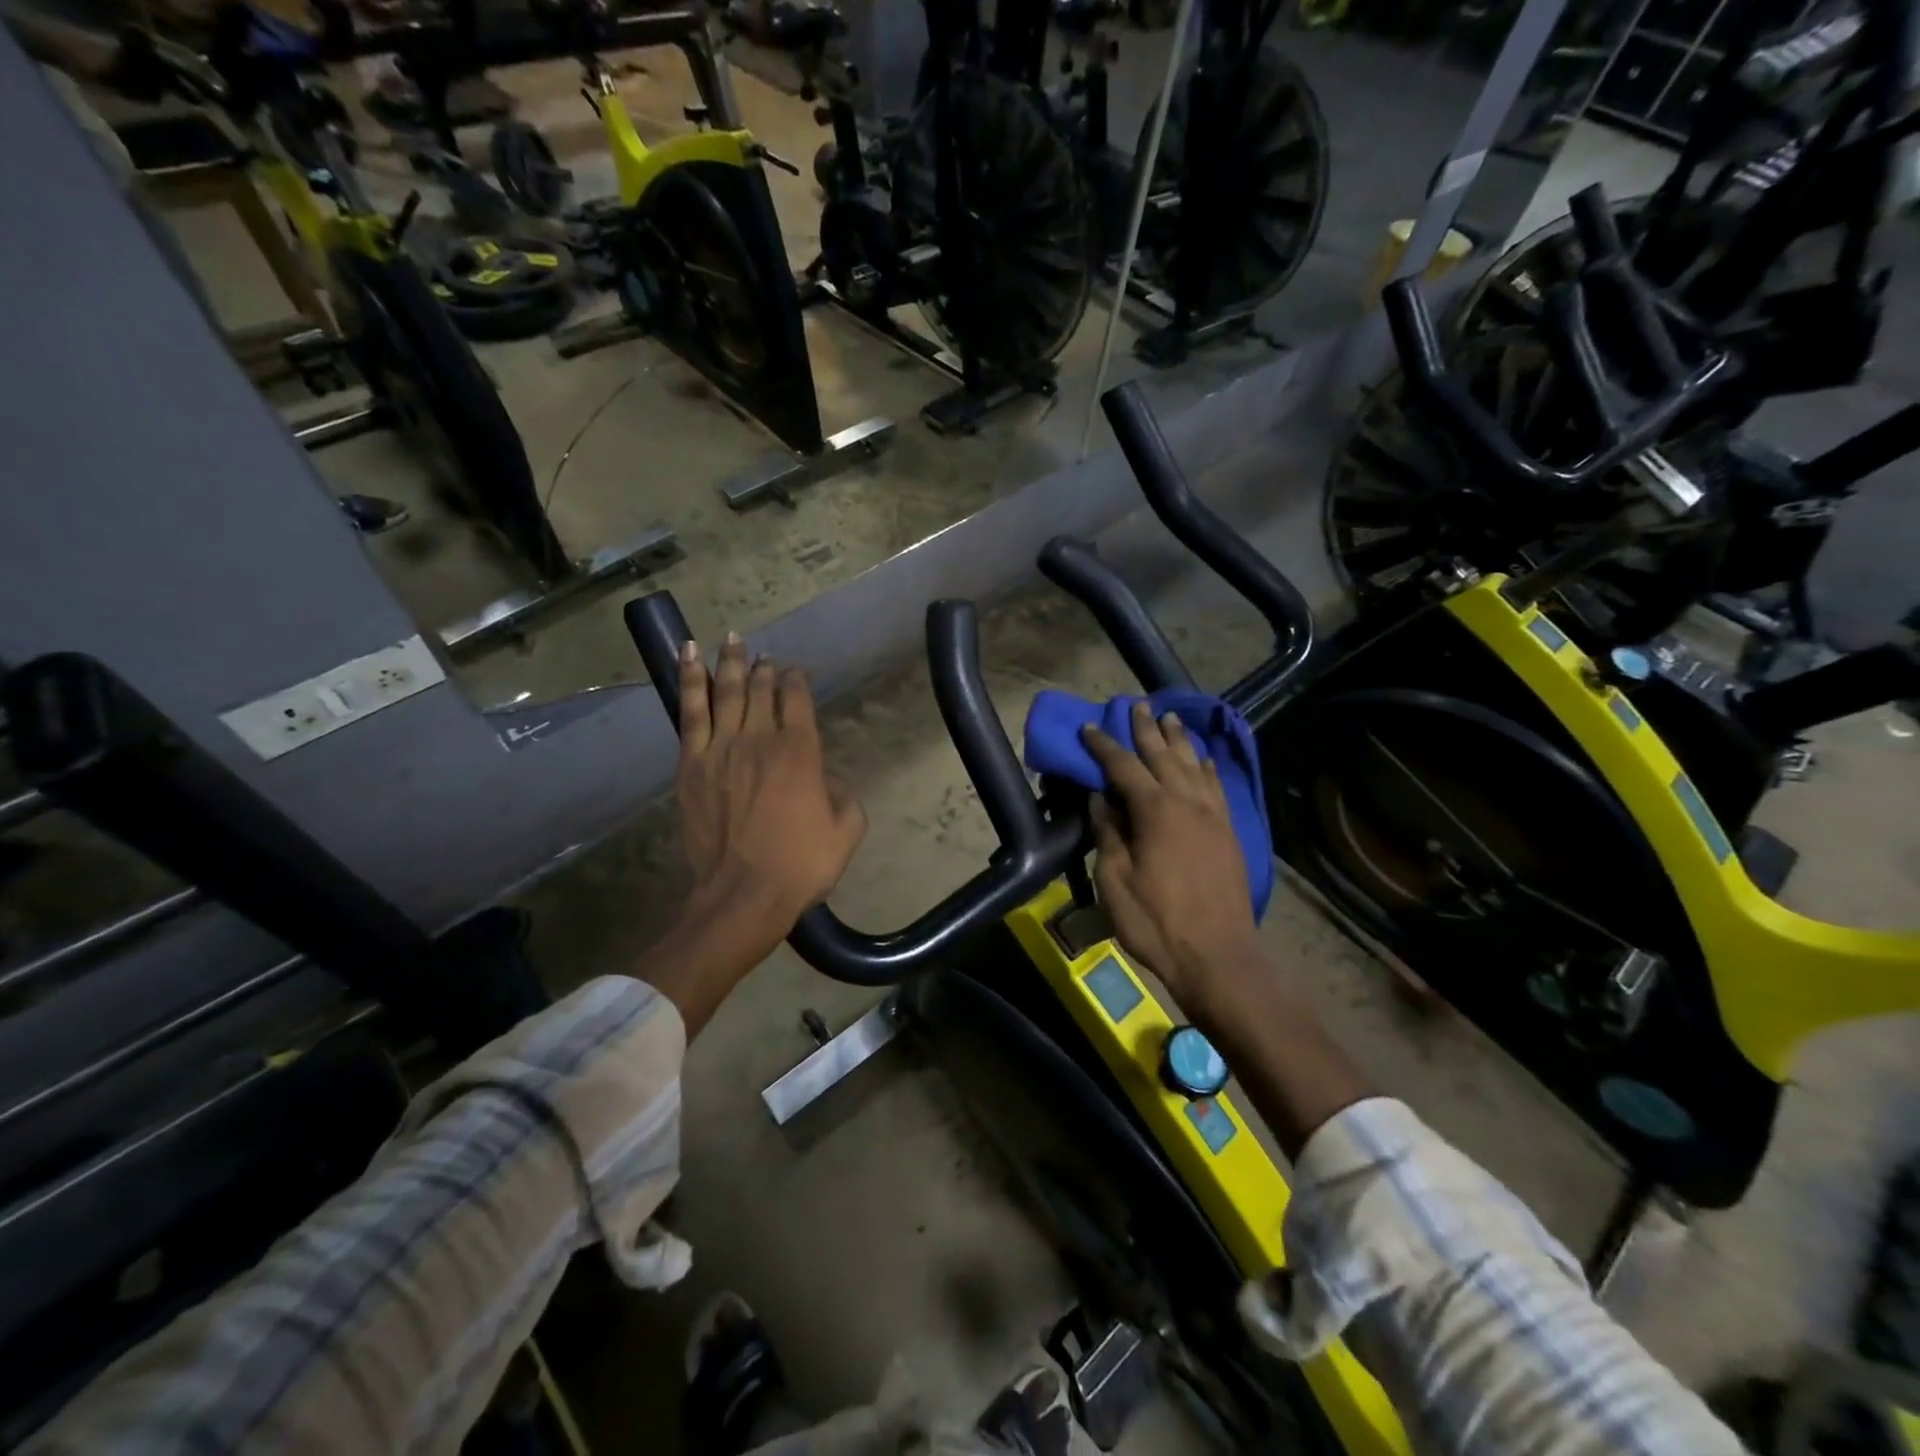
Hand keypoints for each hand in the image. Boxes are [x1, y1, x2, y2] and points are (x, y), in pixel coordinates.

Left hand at [675, 634, 865, 935]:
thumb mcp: (847, 832)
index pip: (798, 699)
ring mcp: (721, 748)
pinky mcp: (691, 764)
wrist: (743, 894)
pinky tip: (688, 655)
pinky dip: (689, 679)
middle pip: (760, 690)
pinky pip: (690, 711)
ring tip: (732, 639)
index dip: (797, 679)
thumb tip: (828, 780)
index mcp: (801, 752)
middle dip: (763, 669)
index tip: (795, 671)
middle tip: (763, 654)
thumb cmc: (801, 865)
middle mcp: (761, 739)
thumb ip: (845, 796)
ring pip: (725, 691)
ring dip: (729, 662)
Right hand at [1082, 704, 1261, 1016]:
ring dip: (1180, 740)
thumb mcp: (1116, 880)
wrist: (1218, 956)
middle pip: (1164, 756)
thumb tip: (1099, 799)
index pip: (1124, 767)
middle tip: (1137, 705)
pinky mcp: (1229, 833)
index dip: (1104, 745)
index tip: (1089, 727)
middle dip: (1147, 730)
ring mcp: (1213, 816)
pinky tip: (1204, 760)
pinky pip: (1217, 788)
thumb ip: (1108, 834)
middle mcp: (1187, 802)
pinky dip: (1208, 768)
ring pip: (1194, 765)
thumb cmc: (1157, 922)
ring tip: (1170, 718)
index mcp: (1155, 811)